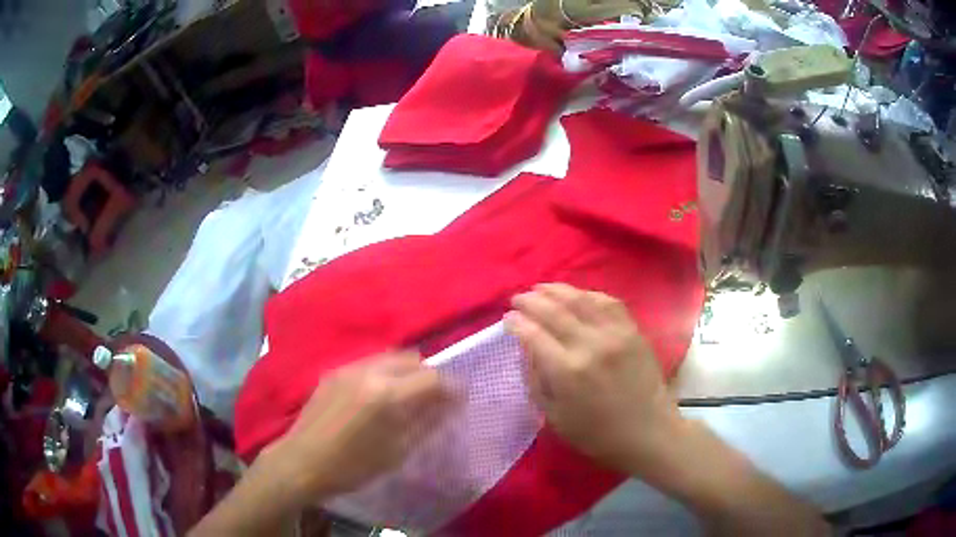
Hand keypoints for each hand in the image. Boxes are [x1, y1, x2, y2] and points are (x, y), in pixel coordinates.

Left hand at [266, 352, 455, 505]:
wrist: (301, 462)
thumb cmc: (352, 466)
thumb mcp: (396, 452)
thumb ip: (426, 423)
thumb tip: (450, 404)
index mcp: (387, 395)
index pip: (432, 378)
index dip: (451, 388)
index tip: (459, 400)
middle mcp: (369, 371)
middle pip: (412, 359)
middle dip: (429, 376)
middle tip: (434, 399)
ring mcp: (348, 368)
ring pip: (390, 357)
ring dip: (407, 371)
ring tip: (407, 396)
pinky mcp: (334, 372)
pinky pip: (369, 363)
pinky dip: (385, 373)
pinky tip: (379, 396)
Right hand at [505, 283, 682, 475]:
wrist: (648, 431)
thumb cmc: (597, 434)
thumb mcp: (555, 417)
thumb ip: (536, 380)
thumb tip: (526, 349)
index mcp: (566, 371)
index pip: (533, 334)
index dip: (516, 323)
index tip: (507, 318)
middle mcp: (589, 345)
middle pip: (553, 310)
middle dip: (530, 300)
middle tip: (518, 298)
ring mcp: (614, 333)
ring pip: (580, 299)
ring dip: (556, 290)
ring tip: (541, 288)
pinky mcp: (632, 330)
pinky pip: (608, 301)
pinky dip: (588, 294)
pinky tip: (578, 295)